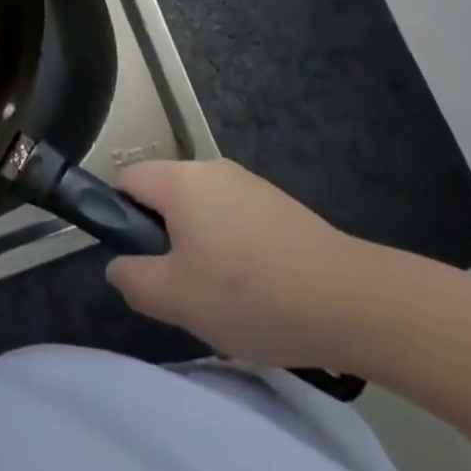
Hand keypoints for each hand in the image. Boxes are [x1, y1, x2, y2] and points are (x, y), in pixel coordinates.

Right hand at [106, 159, 397, 373]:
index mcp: (180, 180)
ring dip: (201, 248)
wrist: (352, 301)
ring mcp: (250, 184)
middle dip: (165, 240)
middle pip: (166, 196)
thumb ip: (133, 280)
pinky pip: (236, 221)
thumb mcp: (176, 299)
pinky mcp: (280, 205)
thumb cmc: (251, 295)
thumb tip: (118, 265)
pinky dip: (235, 251)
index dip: (120, 219)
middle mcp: (211, 169)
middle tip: (182, 289)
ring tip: (225, 300)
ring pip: (202, 211)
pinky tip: (260, 293)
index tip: (139, 262)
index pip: (126, 180)